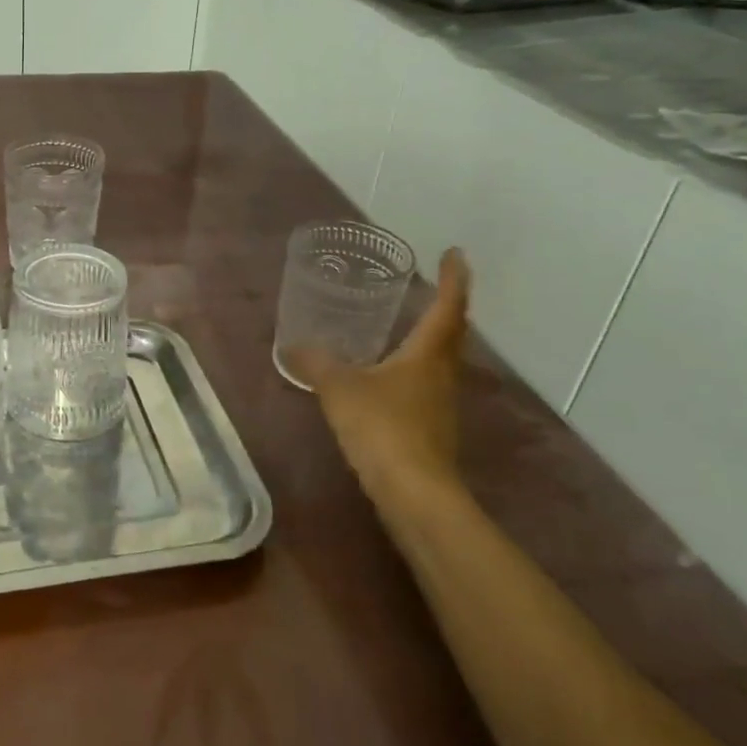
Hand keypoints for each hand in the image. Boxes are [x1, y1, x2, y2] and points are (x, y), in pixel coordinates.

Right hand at [290, 248, 471, 520]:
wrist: (414, 492)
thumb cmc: (383, 427)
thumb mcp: (340, 388)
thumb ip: (316, 362)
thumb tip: (292, 345)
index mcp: (428, 354)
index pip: (449, 306)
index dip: (453, 278)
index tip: (455, 253)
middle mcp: (442, 373)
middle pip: (450, 332)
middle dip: (444, 306)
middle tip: (426, 286)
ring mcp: (440, 403)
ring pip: (438, 360)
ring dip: (427, 338)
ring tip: (401, 325)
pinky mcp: (430, 428)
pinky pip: (423, 385)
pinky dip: (410, 369)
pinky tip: (384, 375)